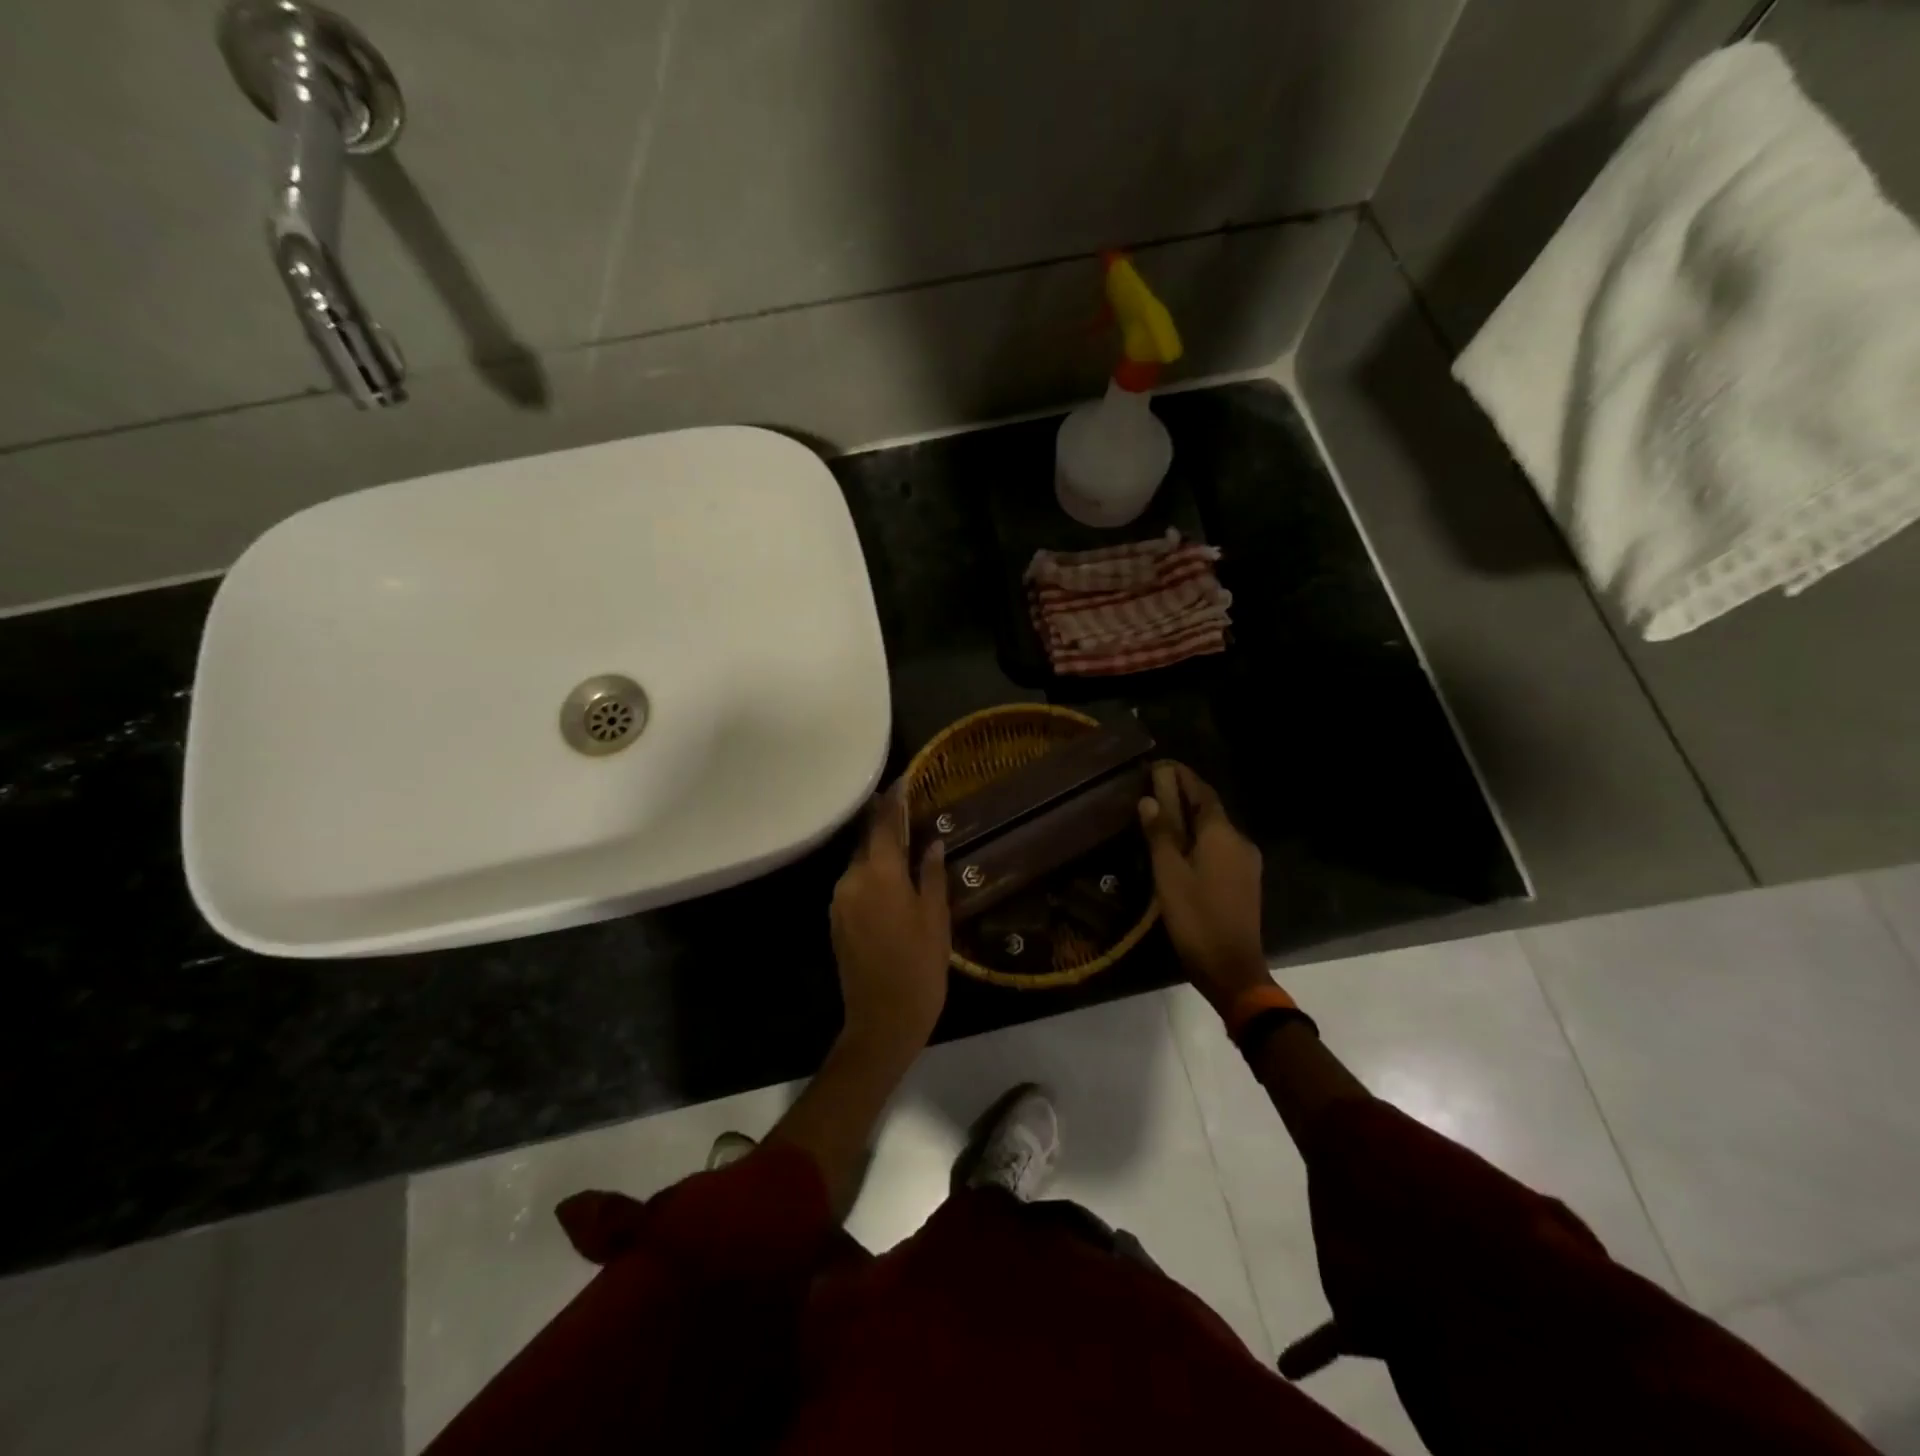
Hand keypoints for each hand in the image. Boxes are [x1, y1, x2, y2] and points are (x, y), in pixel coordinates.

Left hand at [830, 787, 950, 1059]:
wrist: (881, 1022)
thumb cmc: (919, 969)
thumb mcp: (936, 919)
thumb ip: (931, 875)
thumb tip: (932, 842)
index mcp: (879, 875)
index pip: (883, 825)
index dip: (894, 801)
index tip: (902, 780)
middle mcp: (851, 880)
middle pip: (867, 841)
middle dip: (885, 824)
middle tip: (909, 810)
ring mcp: (840, 901)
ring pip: (860, 863)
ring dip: (879, 851)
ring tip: (905, 843)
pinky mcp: (836, 920)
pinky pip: (855, 884)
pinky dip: (872, 874)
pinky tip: (892, 878)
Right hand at [1138, 763, 1271, 1013]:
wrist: (1232, 969)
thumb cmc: (1196, 918)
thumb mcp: (1169, 874)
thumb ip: (1160, 834)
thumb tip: (1149, 801)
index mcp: (1222, 835)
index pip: (1202, 792)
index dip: (1182, 776)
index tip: (1160, 764)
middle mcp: (1239, 842)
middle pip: (1210, 809)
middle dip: (1184, 795)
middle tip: (1154, 787)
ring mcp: (1246, 863)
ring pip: (1215, 830)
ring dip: (1190, 818)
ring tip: (1161, 815)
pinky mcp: (1244, 882)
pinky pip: (1219, 848)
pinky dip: (1199, 839)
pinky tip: (1179, 847)